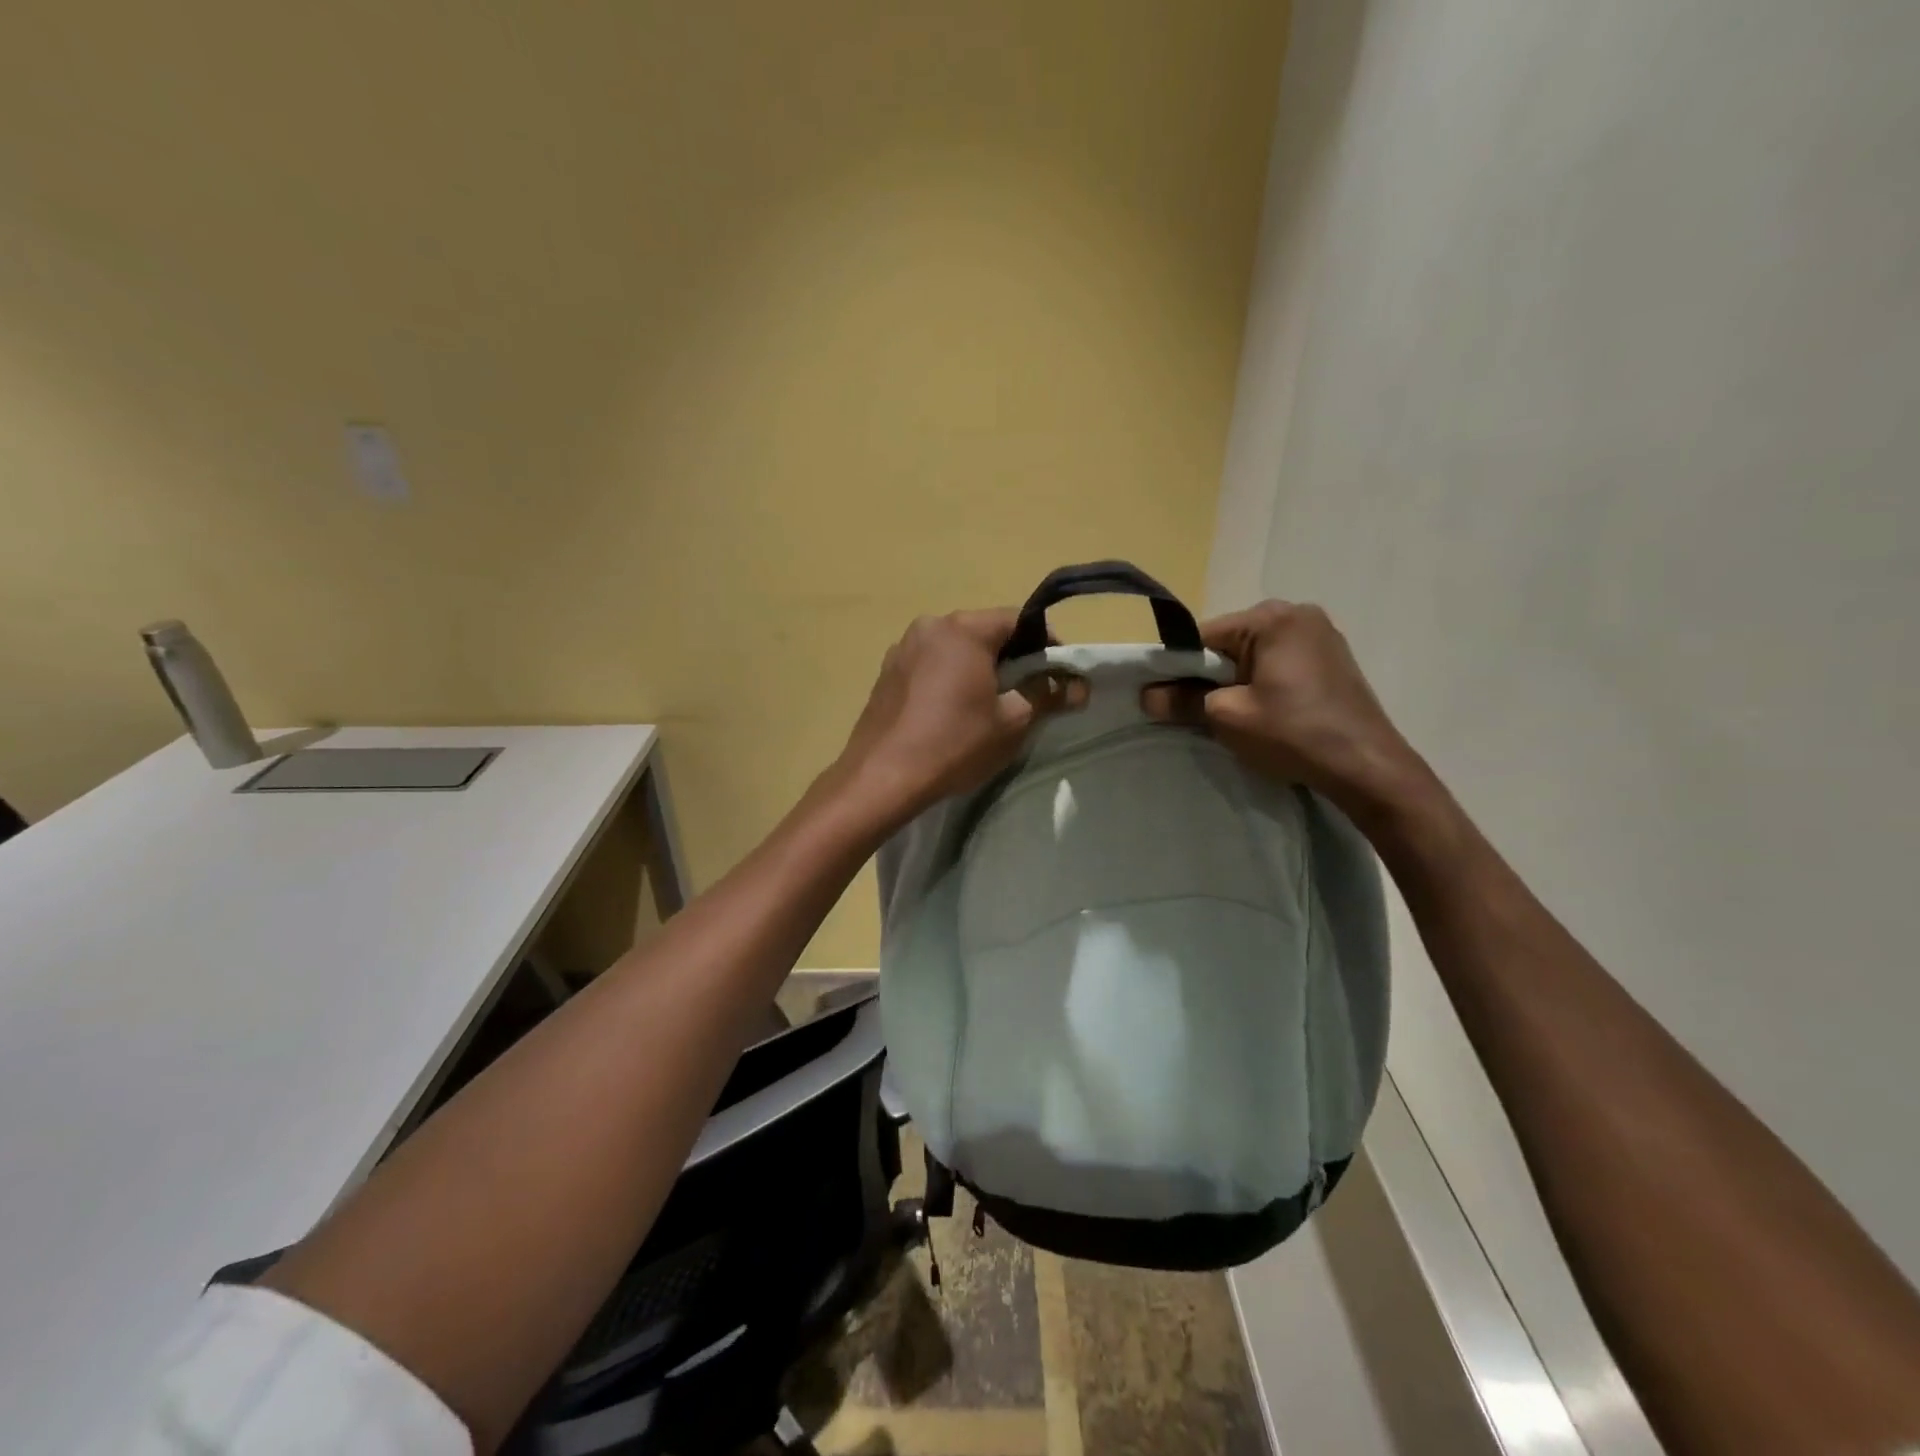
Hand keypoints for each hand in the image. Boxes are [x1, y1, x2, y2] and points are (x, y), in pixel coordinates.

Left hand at [828, 609, 1064, 827]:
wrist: (882, 776)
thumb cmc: (954, 744)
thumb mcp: (1012, 722)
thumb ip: (1047, 695)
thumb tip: (1079, 686)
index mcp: (963, 629)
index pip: (1018, 620)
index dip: (1045, 643)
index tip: (1057, 673)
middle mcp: (930, 626)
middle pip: (984, 631)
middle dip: (1011, 656)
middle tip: (1027, 692)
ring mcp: (903, 647)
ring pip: (954, 648)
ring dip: (978, 667)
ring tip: (989, 704)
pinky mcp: (886, 672)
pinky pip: (930, 664)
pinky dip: (948, 677)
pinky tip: (951, 711)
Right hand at [1147, 600, 1431, 818]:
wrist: (1367, 766)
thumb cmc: (1293, 734)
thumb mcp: (1227, 717)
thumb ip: (1182, 700)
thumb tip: (1146, 695)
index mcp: (1271, 617)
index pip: (1203, 636)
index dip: (1181, 668)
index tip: (1171, 699)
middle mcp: (1297, 612)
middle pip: (1230, 642)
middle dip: (1212, 674)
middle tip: (1208, 712)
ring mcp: (1320, 633)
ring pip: (1255, 653)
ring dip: (1238, 679)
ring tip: (1240, 715)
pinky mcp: (1333, 656)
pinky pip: (1280, 661)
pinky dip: (1264, 681)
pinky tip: (1269, 711)